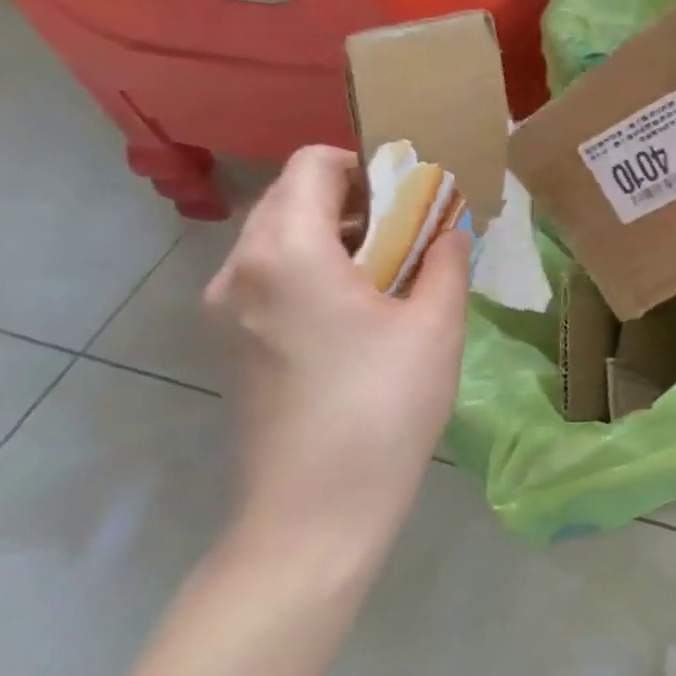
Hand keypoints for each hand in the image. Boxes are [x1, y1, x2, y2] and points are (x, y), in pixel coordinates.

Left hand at [202, 145, 470, 576]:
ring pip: (279, 237)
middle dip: (357, 200)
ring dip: (337, 235)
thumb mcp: (436, 324)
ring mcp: (225, 309)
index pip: (313, 165)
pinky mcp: (229, 342)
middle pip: (292, 197)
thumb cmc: (384, 406)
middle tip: (414, 233)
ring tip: (393, 272)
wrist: (315, 510)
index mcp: (288, 252)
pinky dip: (315, 268)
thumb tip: (450, 229)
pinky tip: (359, 310)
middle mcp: (240, 269)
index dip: (368, 165)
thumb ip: (446, 259)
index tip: (414, 197)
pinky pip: (271, 275)